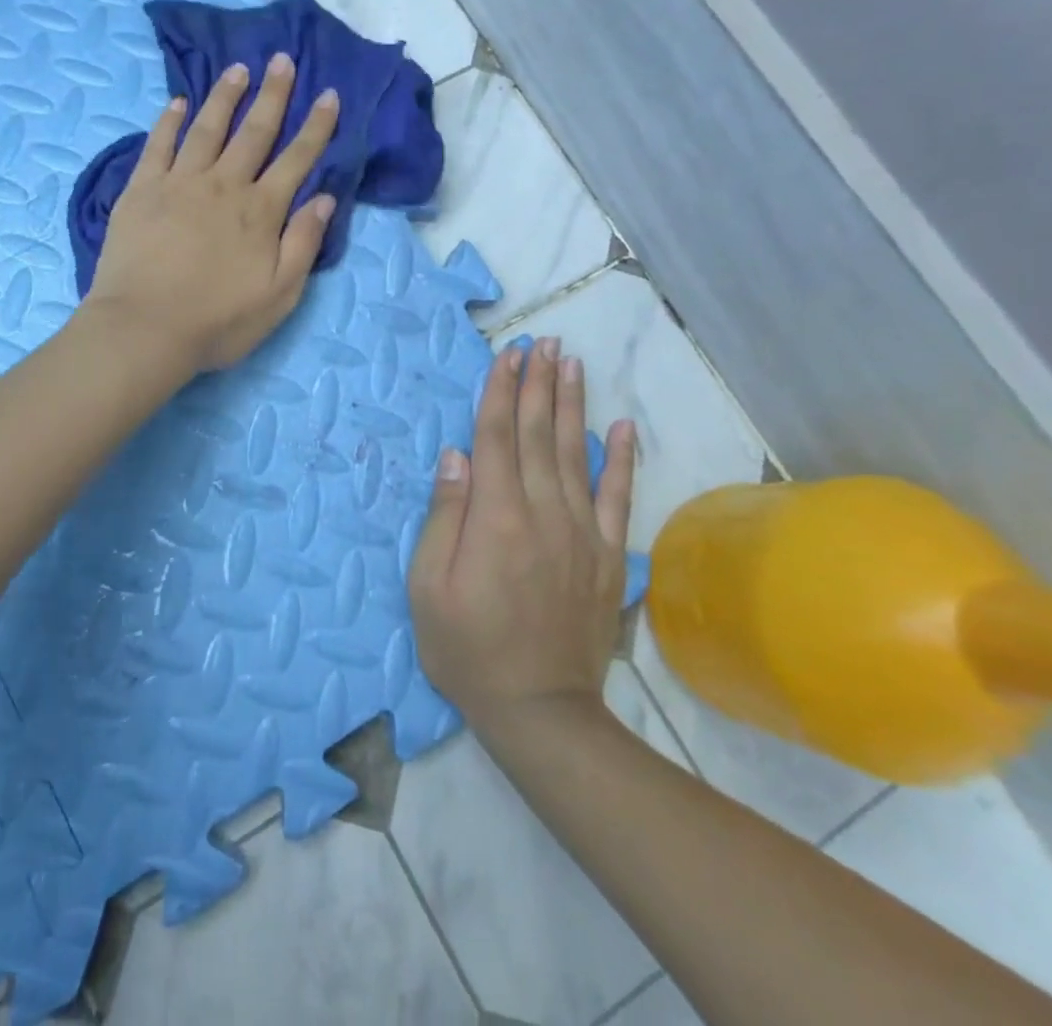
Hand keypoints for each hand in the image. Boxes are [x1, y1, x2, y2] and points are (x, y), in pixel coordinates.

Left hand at [84, 54, 339, 373]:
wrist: (144, 329)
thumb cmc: (217, 321)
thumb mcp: (279, 295)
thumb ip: (303, 244)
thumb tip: (323, 198)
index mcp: (260, 211)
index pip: (296, 159)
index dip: (316, 127)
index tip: (328, 95)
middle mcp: (223, 186)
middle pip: (254, 132)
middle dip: (272, 95)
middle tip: (282, 60)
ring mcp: (178, 183)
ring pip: (207, 129)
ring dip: (224, 97)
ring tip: (237, 69)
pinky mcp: (140, 190)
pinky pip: (158, 145)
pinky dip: (169, 121)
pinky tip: (177, 102)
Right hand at [409, 339, 636, 734]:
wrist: (539, 708)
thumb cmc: (467, 647)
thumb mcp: (428, 585)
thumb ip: (445, 514)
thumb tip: (457, 454)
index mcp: (495, 515)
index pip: (496, 436)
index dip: (500, 391)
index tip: (508, 355)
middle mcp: (541, 510)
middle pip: (537, 433)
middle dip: (537, 383)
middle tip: (542, 342)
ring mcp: (581, 531)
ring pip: (575, 452)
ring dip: (572, 404)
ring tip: (572, 363)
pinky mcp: (608, 555)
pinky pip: (618, 497)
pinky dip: (622, 460)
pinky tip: (622, 427)